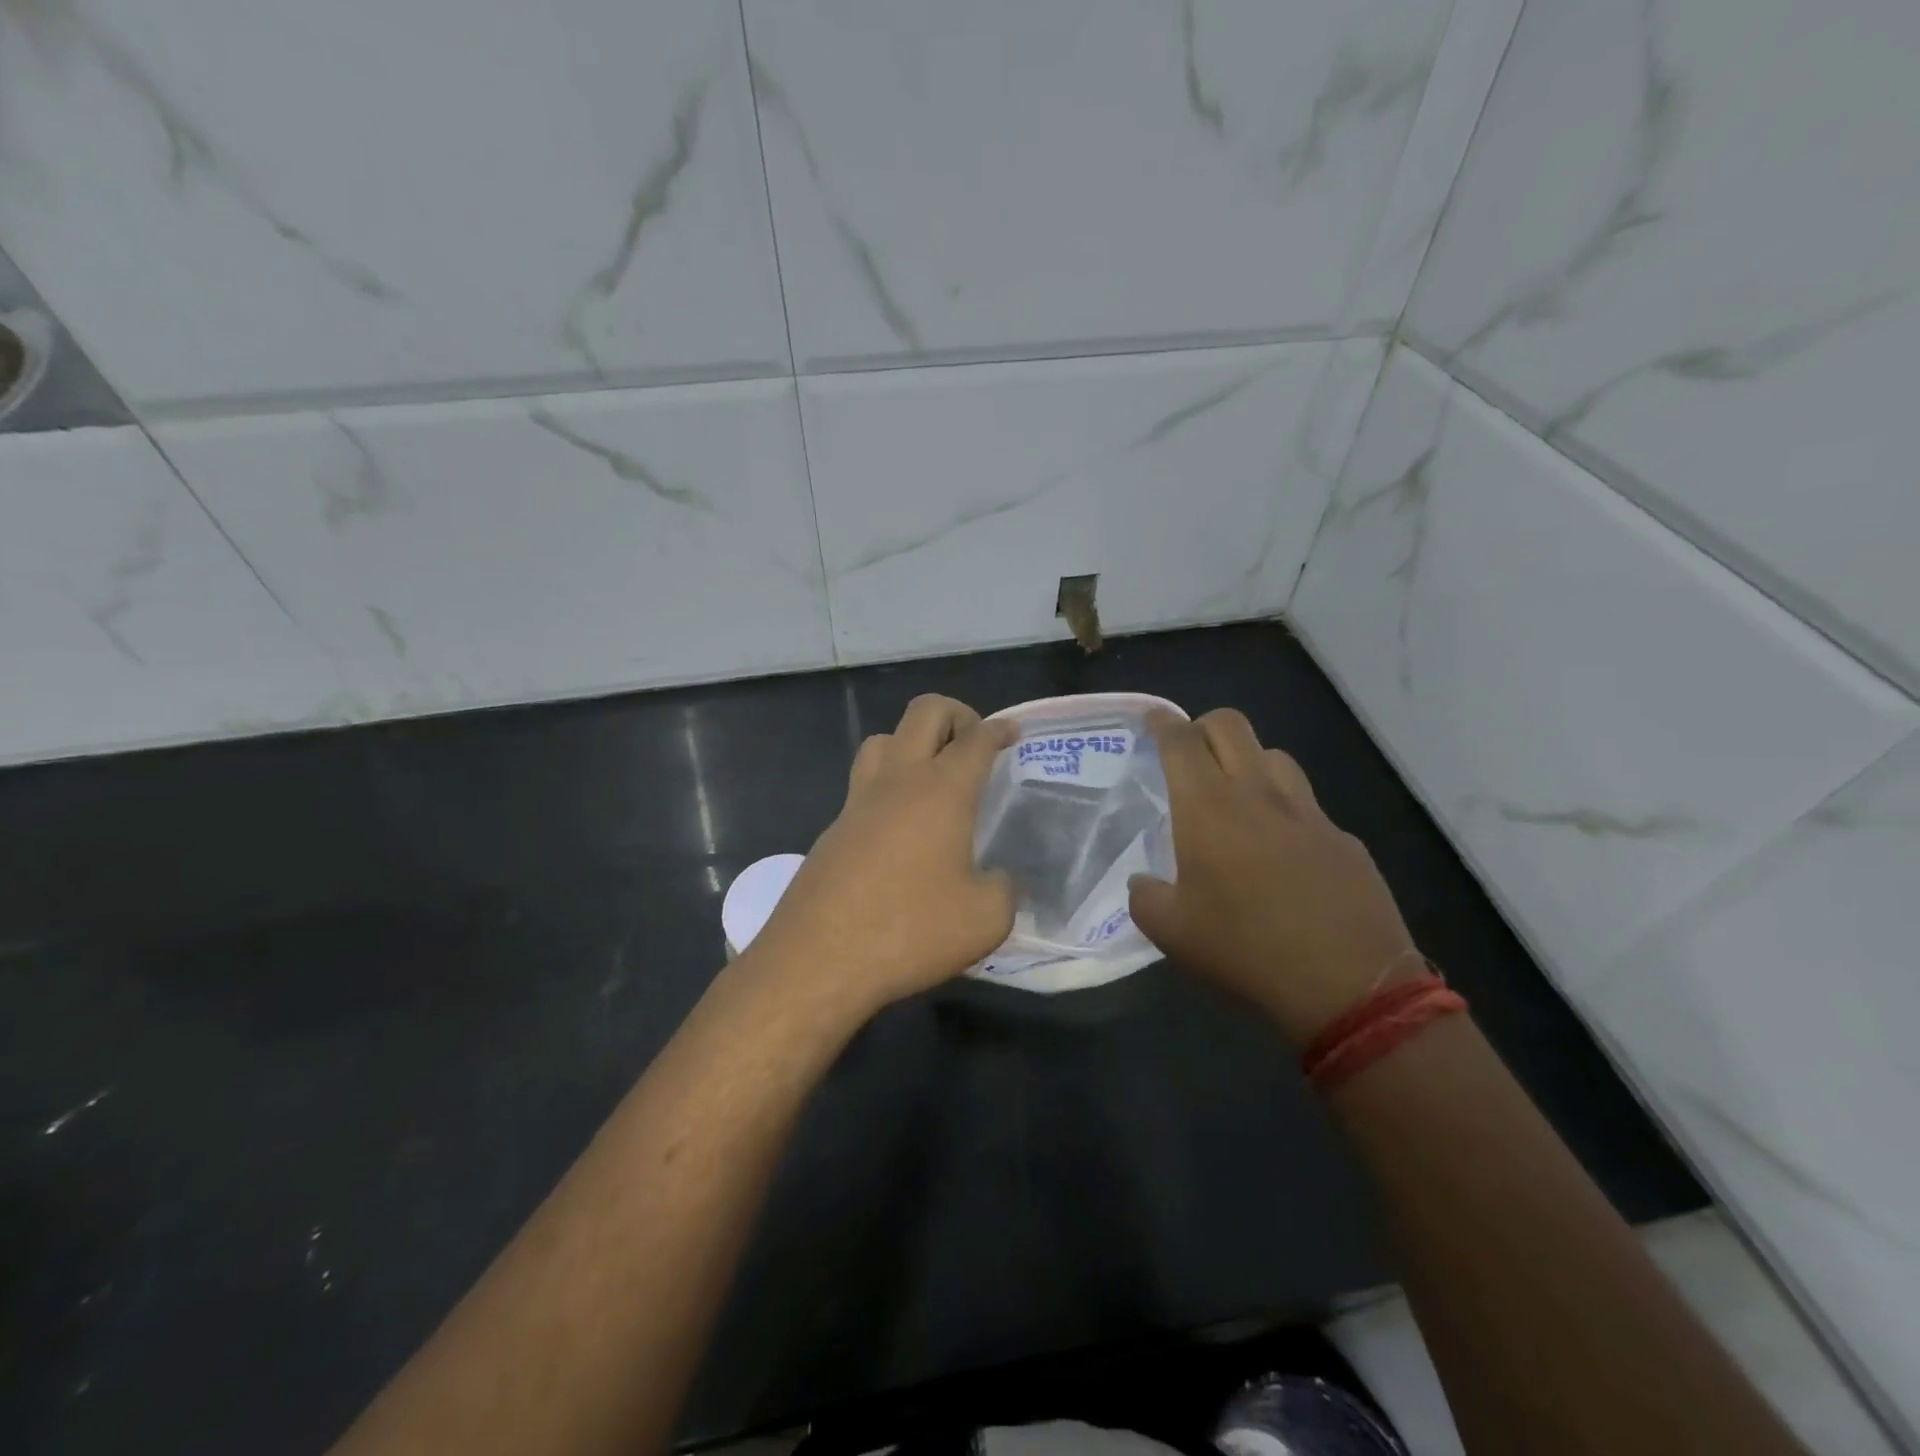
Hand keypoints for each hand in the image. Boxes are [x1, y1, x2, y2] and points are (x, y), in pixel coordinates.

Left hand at [745, 695, 1016, 1022]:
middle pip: (924, 712)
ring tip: (933, 778)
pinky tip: (901, 829)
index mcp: (942, 790)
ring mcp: (858, 801)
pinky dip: (888, 786)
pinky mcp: (834, 829)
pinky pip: (864, 785)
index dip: (999, 729)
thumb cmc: (910, 931)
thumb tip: (1000, 880)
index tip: (1013, 733)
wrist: (818, 959)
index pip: (976, 739)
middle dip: (956, 714)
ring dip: (912, 742)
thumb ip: (1005, 890)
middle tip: (974, 745)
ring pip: (883, 739)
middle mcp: (898, 780)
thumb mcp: (985, 919)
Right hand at [1128, 709, 1421, 1043]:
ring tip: (1237, 795)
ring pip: (1275, 756)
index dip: (1162, 723)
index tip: (1152, 719)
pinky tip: (1283, 851)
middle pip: (1231, 725)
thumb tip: (1144, 883)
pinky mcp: (1344, 839)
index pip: (1181, 741)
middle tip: (1189, 754)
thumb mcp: (1171, 933)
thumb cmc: (1245, 949)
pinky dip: (1285, 810)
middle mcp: (1258, 794)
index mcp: (1208, 808)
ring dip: (1248, 761)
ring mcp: (1308, 813)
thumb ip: (1145, 897)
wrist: (1349, 985)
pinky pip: (1307, 806)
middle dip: (1203, 726)